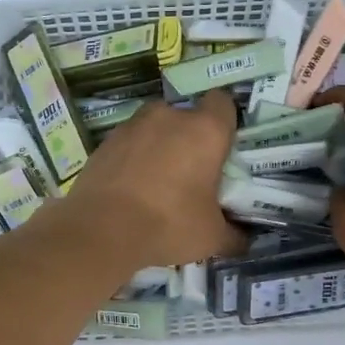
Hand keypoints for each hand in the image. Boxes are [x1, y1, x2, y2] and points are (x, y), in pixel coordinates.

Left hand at [55, 93, 247, 267]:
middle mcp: (169, 117)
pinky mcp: (105, 141)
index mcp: (205, 130)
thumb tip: (243, 242)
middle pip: (187, 116)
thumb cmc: (168, 224)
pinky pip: (129, 144)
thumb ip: (233, 235)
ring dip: (159, 146)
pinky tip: (130, 189)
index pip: (223, 103)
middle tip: (191, 173)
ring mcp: (132, 126)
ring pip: (154, 128)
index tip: (223, 146)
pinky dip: (132, 158)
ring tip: (157, 182)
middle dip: (190, 138)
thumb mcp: (211, 237)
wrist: (101, 229)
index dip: (225, 121)